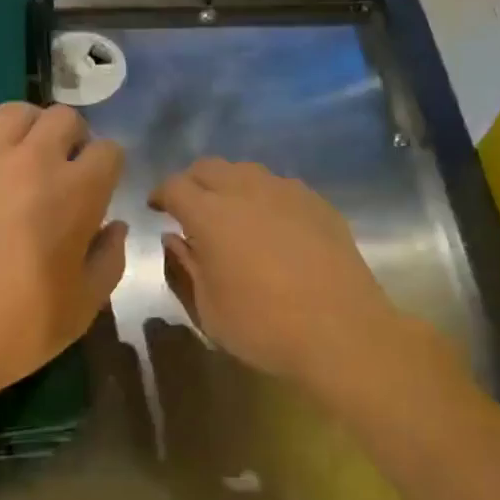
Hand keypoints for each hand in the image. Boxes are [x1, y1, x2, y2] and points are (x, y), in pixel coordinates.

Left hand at [0, 103, 127, 412]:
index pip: (109, 151)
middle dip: (73, 138)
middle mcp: (33, 162)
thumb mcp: (82, 309)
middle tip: (61, 168)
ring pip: (15, 111)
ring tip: (20, 153)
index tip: (98, 187)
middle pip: (65, 118)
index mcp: (76, 195)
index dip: (108, 167)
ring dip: (29, 127)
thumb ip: (109, 260)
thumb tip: (114, 226)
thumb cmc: (12, 333)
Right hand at [151, 159, 405, 387]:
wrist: (342, 331)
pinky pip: (281, 186)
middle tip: (189, 207)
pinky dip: (264, 196)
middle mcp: (247, 191)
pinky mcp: (318, 203)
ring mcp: (287, 192)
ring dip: (229, 184)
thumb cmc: (264, 326)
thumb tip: (174, 238)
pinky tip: (271, 224)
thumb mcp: (209, 308)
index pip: (175, 186)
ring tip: (230, 212)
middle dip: (192, 182)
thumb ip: (186, 265)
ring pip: (247, 171)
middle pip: (210, 167)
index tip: (157, 208)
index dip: (161, 194)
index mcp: (211, 215)